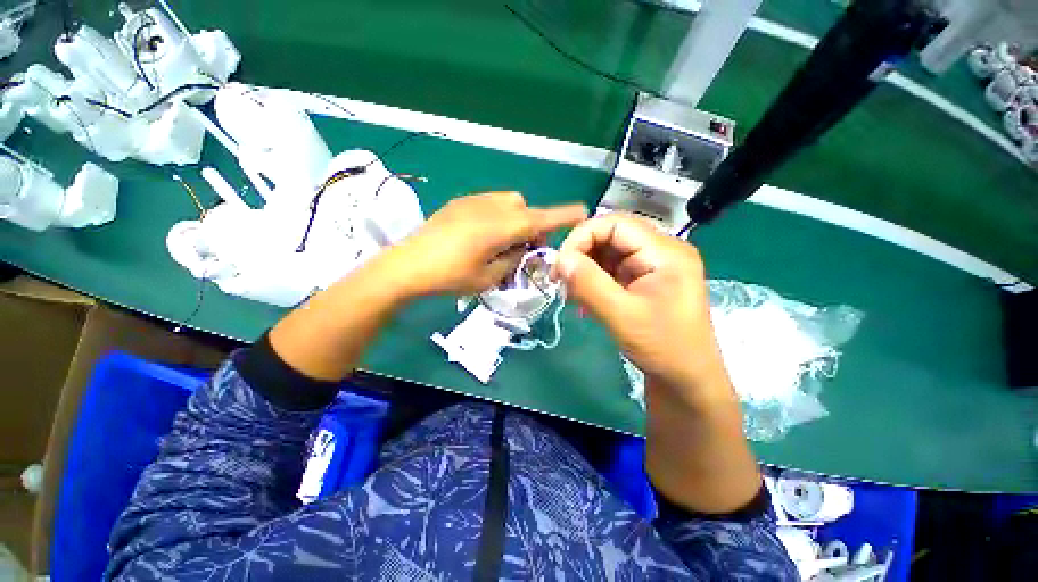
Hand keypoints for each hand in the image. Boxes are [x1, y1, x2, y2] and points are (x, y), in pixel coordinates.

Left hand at [392, 192, 586, 295]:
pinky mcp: (460, 202)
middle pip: (524, 207)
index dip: (564, 215)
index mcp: (501, 227)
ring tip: (502, 241)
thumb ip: (513, 259)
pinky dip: (498, 215)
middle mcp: (491, 207)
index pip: (541, 218)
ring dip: (515, 218)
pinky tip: (482, 234)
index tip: (583, 211)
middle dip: (532, 224)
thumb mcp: (489, 277)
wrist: (408, 265)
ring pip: (508, 201)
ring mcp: (473, 201)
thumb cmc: (451, 277)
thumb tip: (523, 248)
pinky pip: (490, 202)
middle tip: (524, 247)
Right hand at [554, 213, 731, 405]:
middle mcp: (661, 251)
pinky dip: (594, 280)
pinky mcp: (644, 280)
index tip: (560, 264)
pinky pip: (612, 269)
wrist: (686, 380)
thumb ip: (589, 284)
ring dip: (585, 269)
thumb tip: (560, 259)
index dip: (582, 236)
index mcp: (665, 252)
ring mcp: (653, 266)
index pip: (615, 224)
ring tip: (572, 293)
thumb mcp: (622, 316)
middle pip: (611, 235)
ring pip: (608, 252)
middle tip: (562, 280)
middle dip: (582, 254)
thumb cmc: (663, 348)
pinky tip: (584, 299)